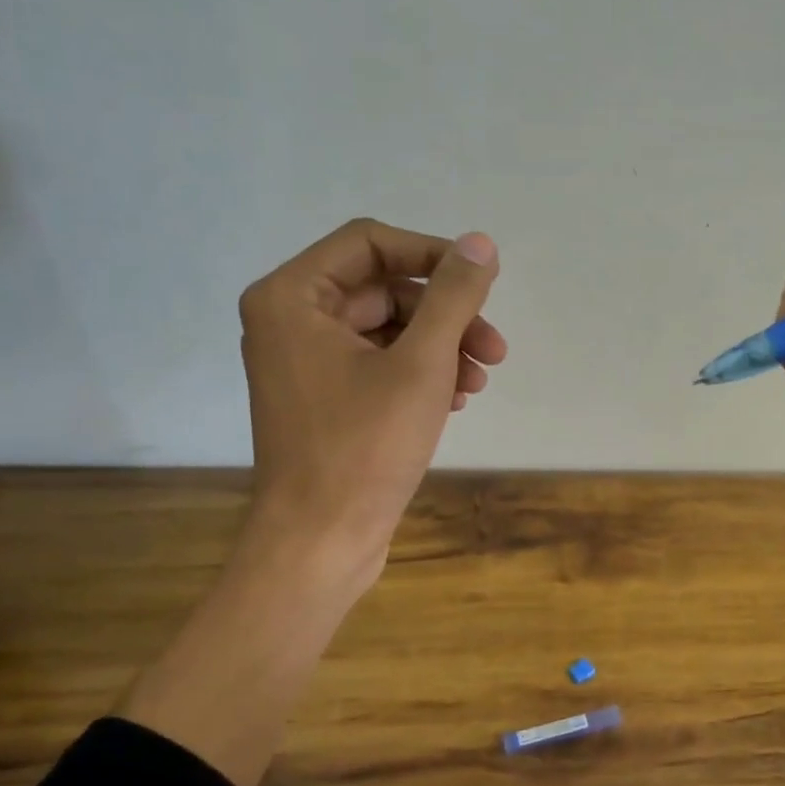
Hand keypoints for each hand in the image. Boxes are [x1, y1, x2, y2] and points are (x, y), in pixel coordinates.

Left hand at [121, 219, 505, 785]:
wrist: (321, 542)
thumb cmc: (364, 448)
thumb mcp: (421, 364)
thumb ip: (453, 297)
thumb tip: (480, 243)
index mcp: (292, 297)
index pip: (371, 243)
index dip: (433, 255)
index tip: (482, 282)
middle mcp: (290, 320)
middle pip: (384, 289)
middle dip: (446, 316)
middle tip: (494, 349)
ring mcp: (305, 363)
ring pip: (387, 330)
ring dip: (441, 348)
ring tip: (479, 382)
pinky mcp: (325, 399)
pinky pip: (379, 364)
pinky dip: (420, 374)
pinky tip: (456, 400)